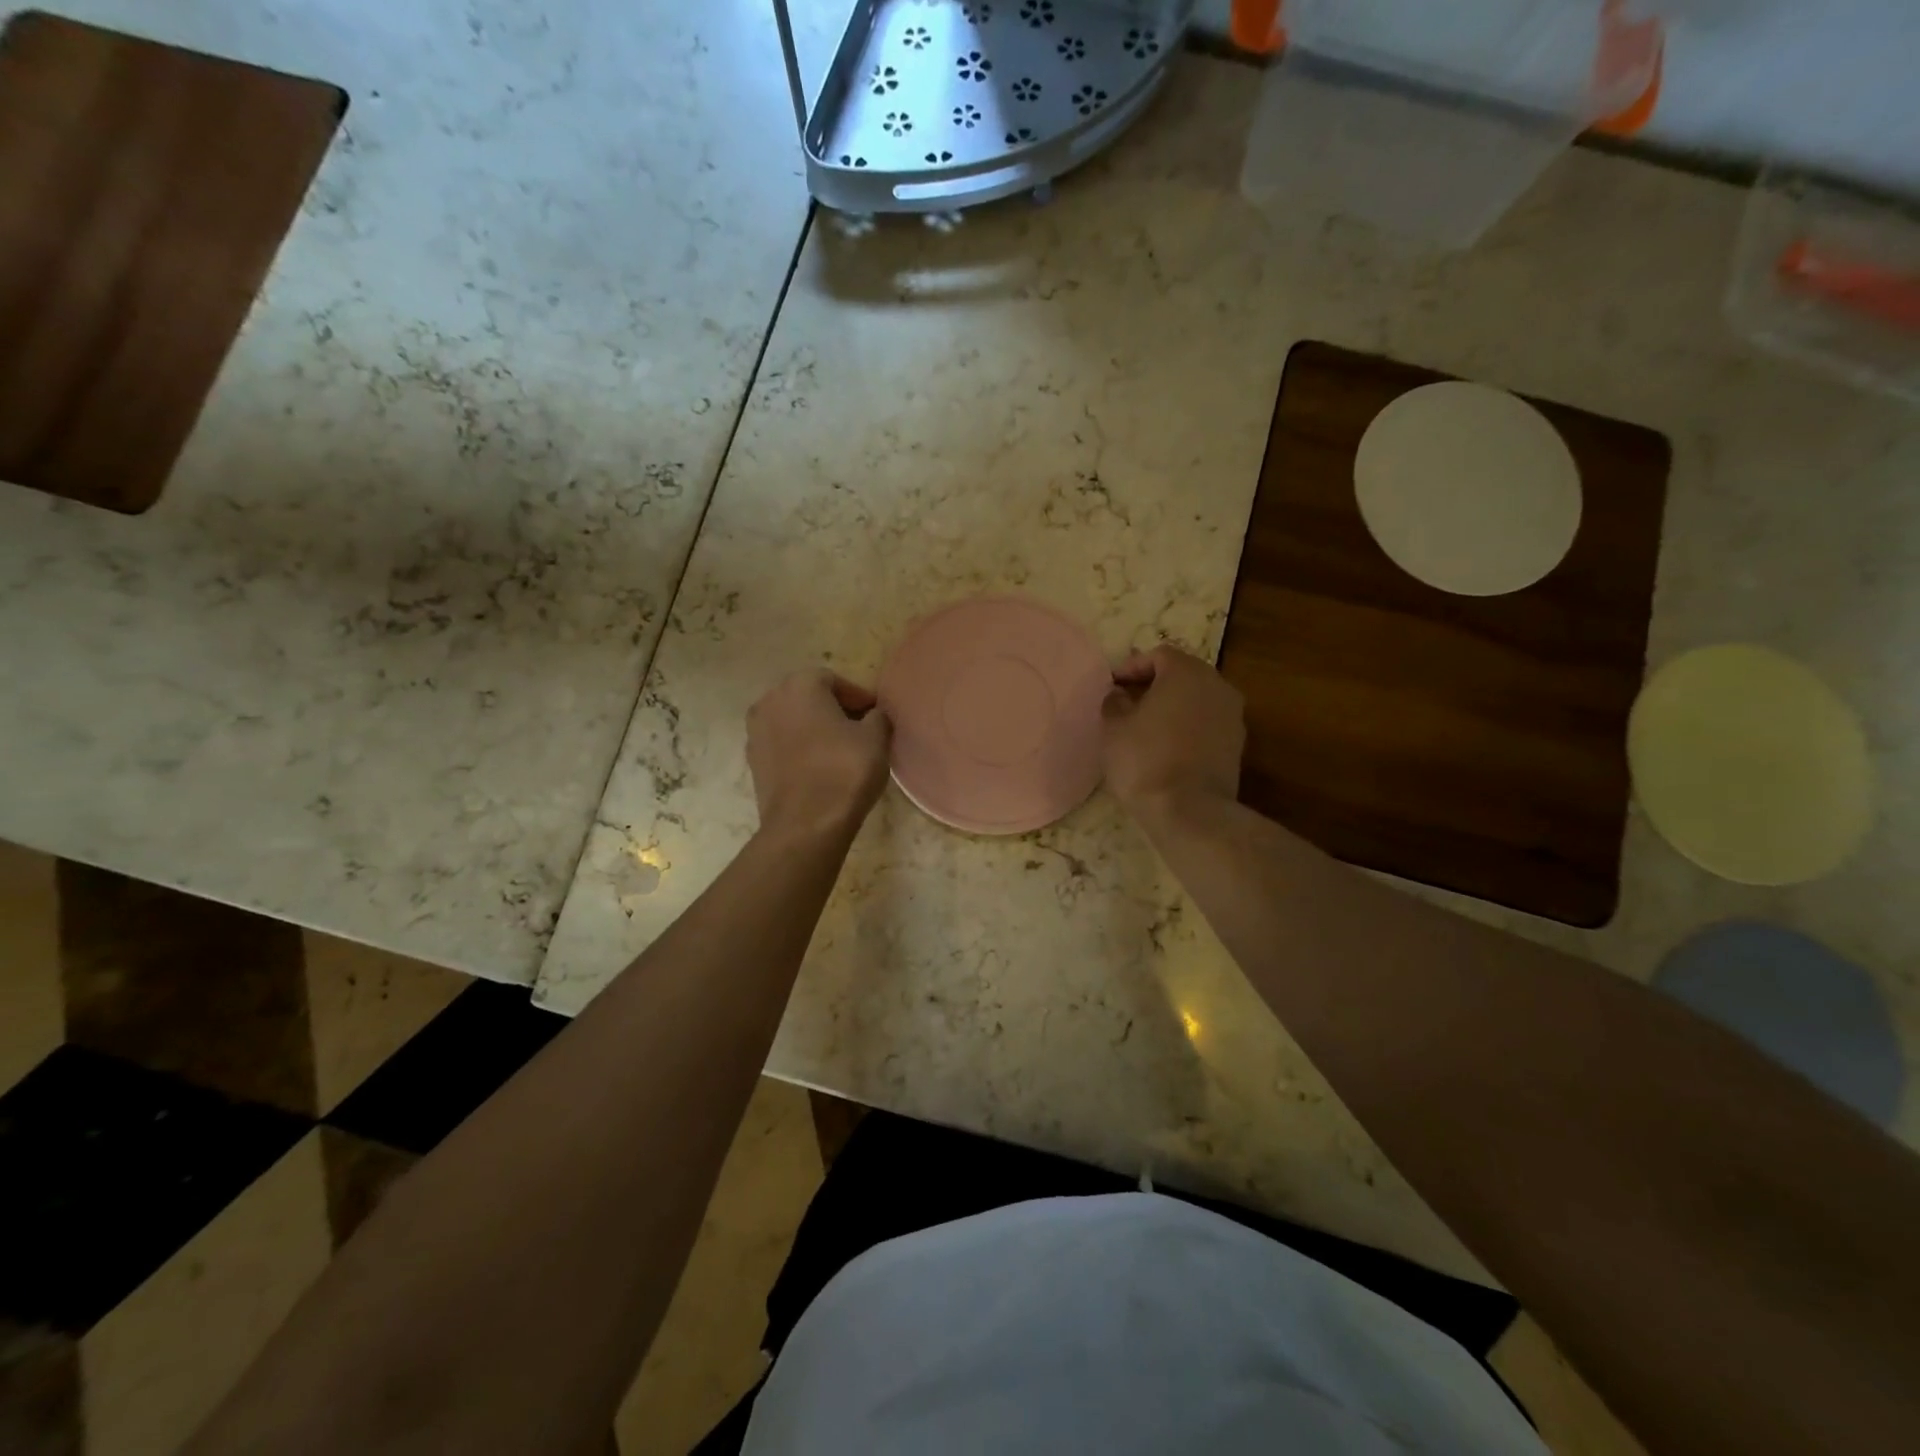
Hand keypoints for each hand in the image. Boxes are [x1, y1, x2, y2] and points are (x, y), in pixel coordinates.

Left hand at [747, 670, 892, 840]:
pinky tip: (819, 768)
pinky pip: (782, 745)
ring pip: (793, 722)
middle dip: (834, 710)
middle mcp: (770, 701)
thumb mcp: (876, 738)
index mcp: (800, 685)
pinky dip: (800, 750)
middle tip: (860, 730)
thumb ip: (877, 717)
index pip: (834, 680)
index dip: (858, 697)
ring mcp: (755, 732)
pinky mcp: (753, 761)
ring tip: (840, 750)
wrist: (805, 825)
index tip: (875, 716)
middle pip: (808, 698)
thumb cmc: (844, 771)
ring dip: (814, 730)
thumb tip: (873, 716)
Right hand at [1102, 645, 1244, 818]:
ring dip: (1173, 706)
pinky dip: (1188, 726)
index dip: (1132, 667)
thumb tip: (1119, 695)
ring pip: (1197, 699)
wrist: (1190, 811)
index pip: (1158, 655)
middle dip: (1154, 684)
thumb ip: (1114, 703)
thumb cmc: (1145, 761)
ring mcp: (1233, 715)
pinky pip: (1207, 723)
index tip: (1112, 685)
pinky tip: (1167, 747)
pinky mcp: (1237, 744)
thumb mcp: (1114, 729)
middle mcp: (1217, 685)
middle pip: (1182, 674)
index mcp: (1186, 672)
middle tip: (1128, 702)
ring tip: (1146, 726)